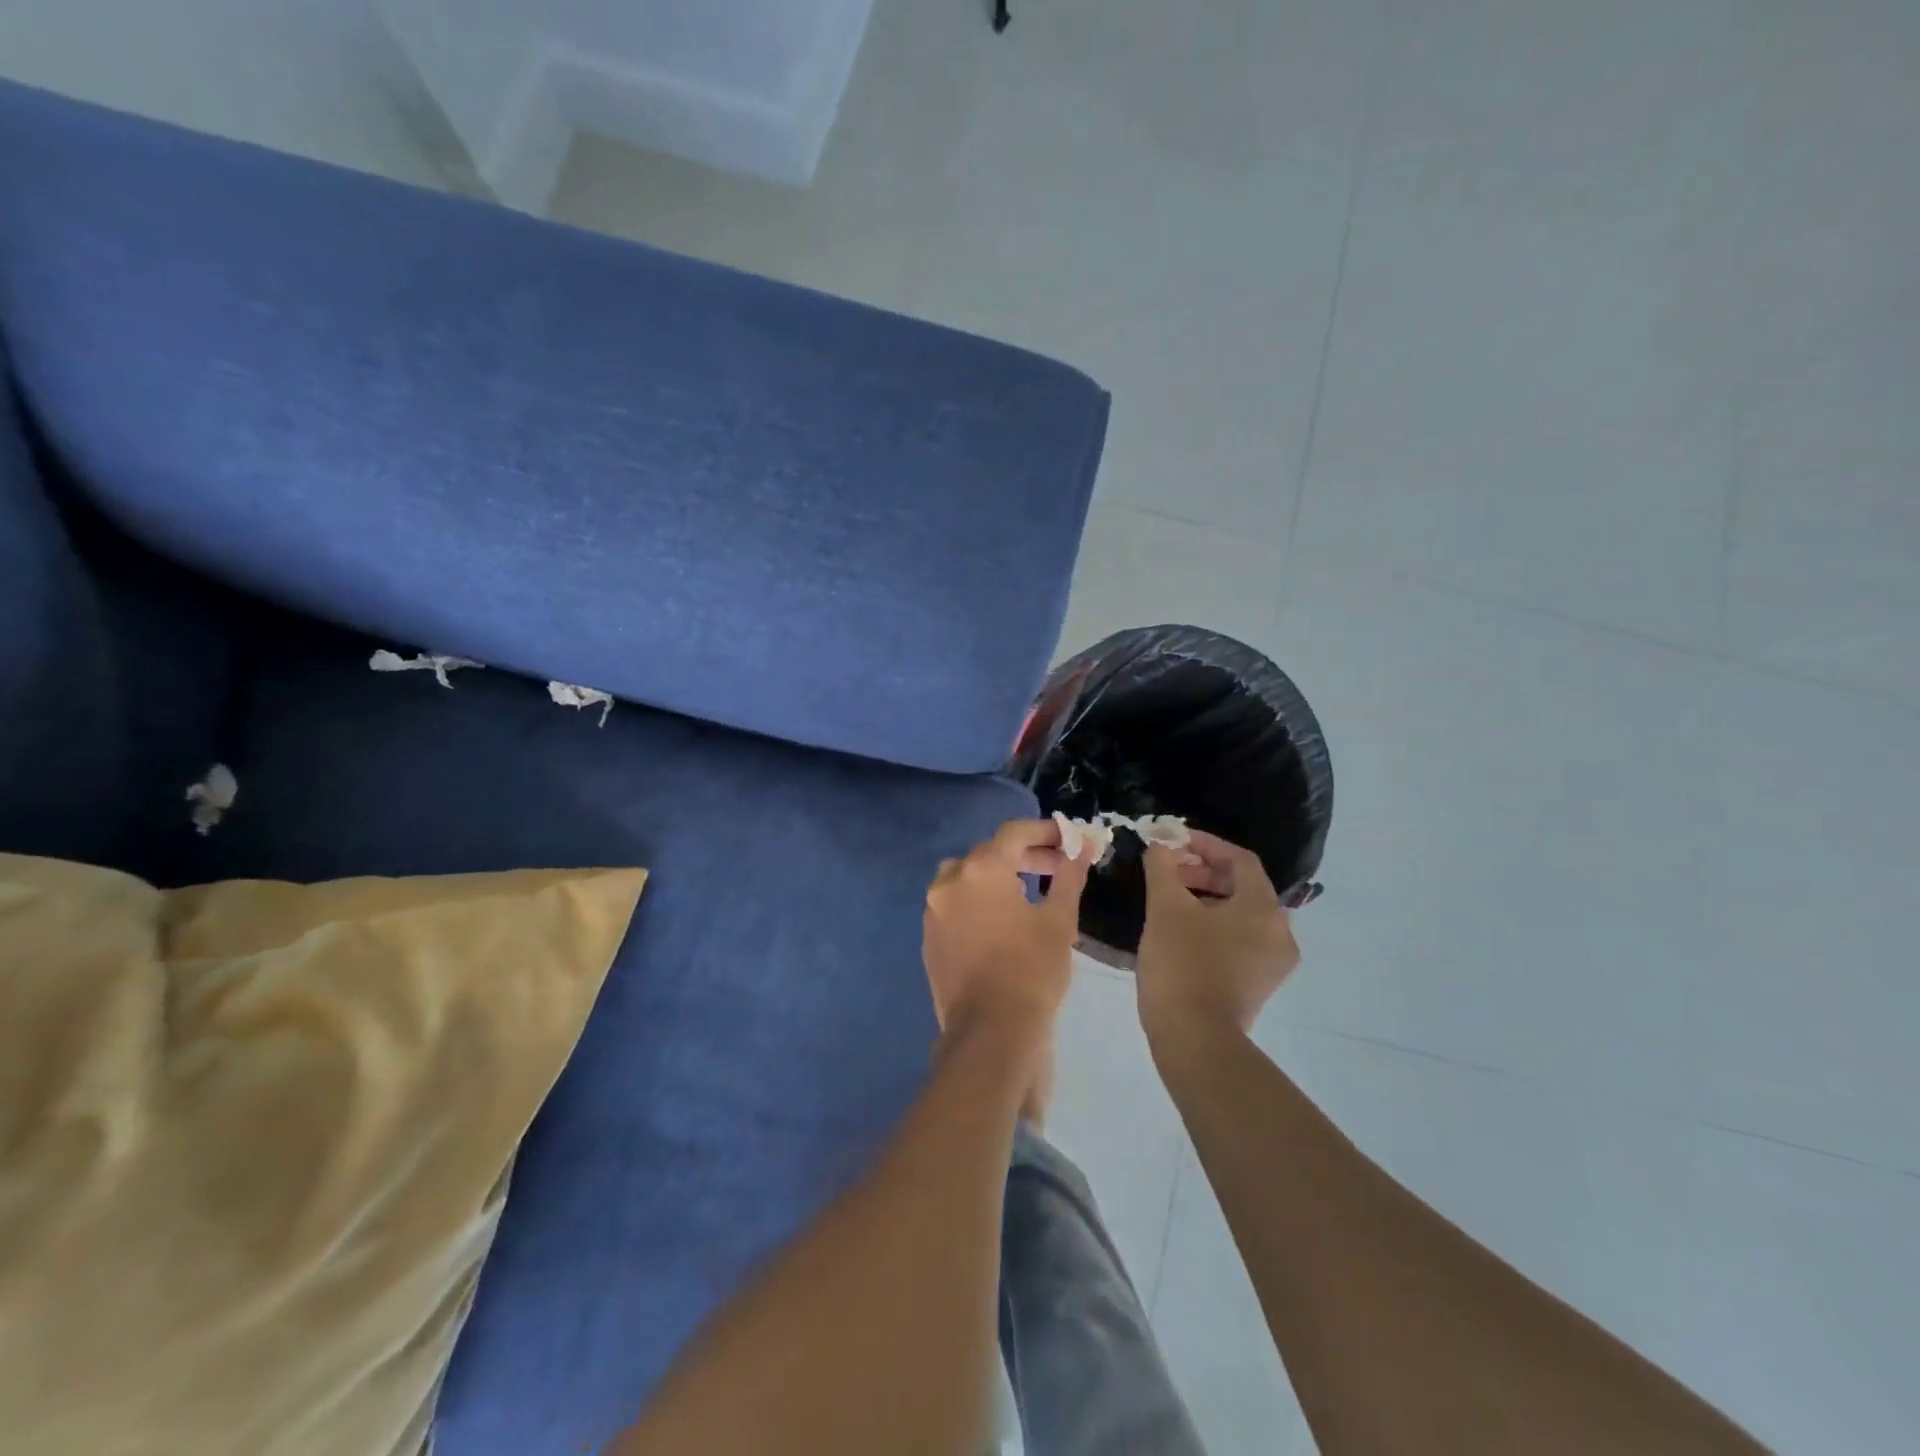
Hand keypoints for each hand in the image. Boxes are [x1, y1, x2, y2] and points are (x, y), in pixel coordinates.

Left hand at [923, 819, 1092, 1040]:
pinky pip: (956, 905)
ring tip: (1030, 893)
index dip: (1045, 831)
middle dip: (1026, 855)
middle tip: (1059, 867)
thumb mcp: (1059, 920)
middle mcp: (950, 881)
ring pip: (967, 877)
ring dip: (998, 876)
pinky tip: (1003, 923)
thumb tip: (1085, 848)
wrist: (990, 1033)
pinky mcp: (929, 938)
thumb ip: (1069, 876)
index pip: (1014, 832)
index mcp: (981, 869)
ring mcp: (934, 911)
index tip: (1070, 839)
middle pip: (990, 853)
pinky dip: (979, 902)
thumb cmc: (1032, 971)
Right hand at [1137, 830, 1300, 1043]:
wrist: (1195, 1040)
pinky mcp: (1259, 985)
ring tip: (1170, 900)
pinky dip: (1215, 926)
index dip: (1206, 844)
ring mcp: (1273, 963)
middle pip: (1243, 887)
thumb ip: (1163, 867)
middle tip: (1168, 871)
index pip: (1241, 860)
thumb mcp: (1165, 908)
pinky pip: (1240, 940)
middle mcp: (1279, 932)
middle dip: (1203, 872)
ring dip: (1207, 899)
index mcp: (1264, 909)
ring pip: (1241, 915)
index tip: (1174, 841)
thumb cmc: (1182, 965)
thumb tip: (1160, 845)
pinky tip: (1182, 931)